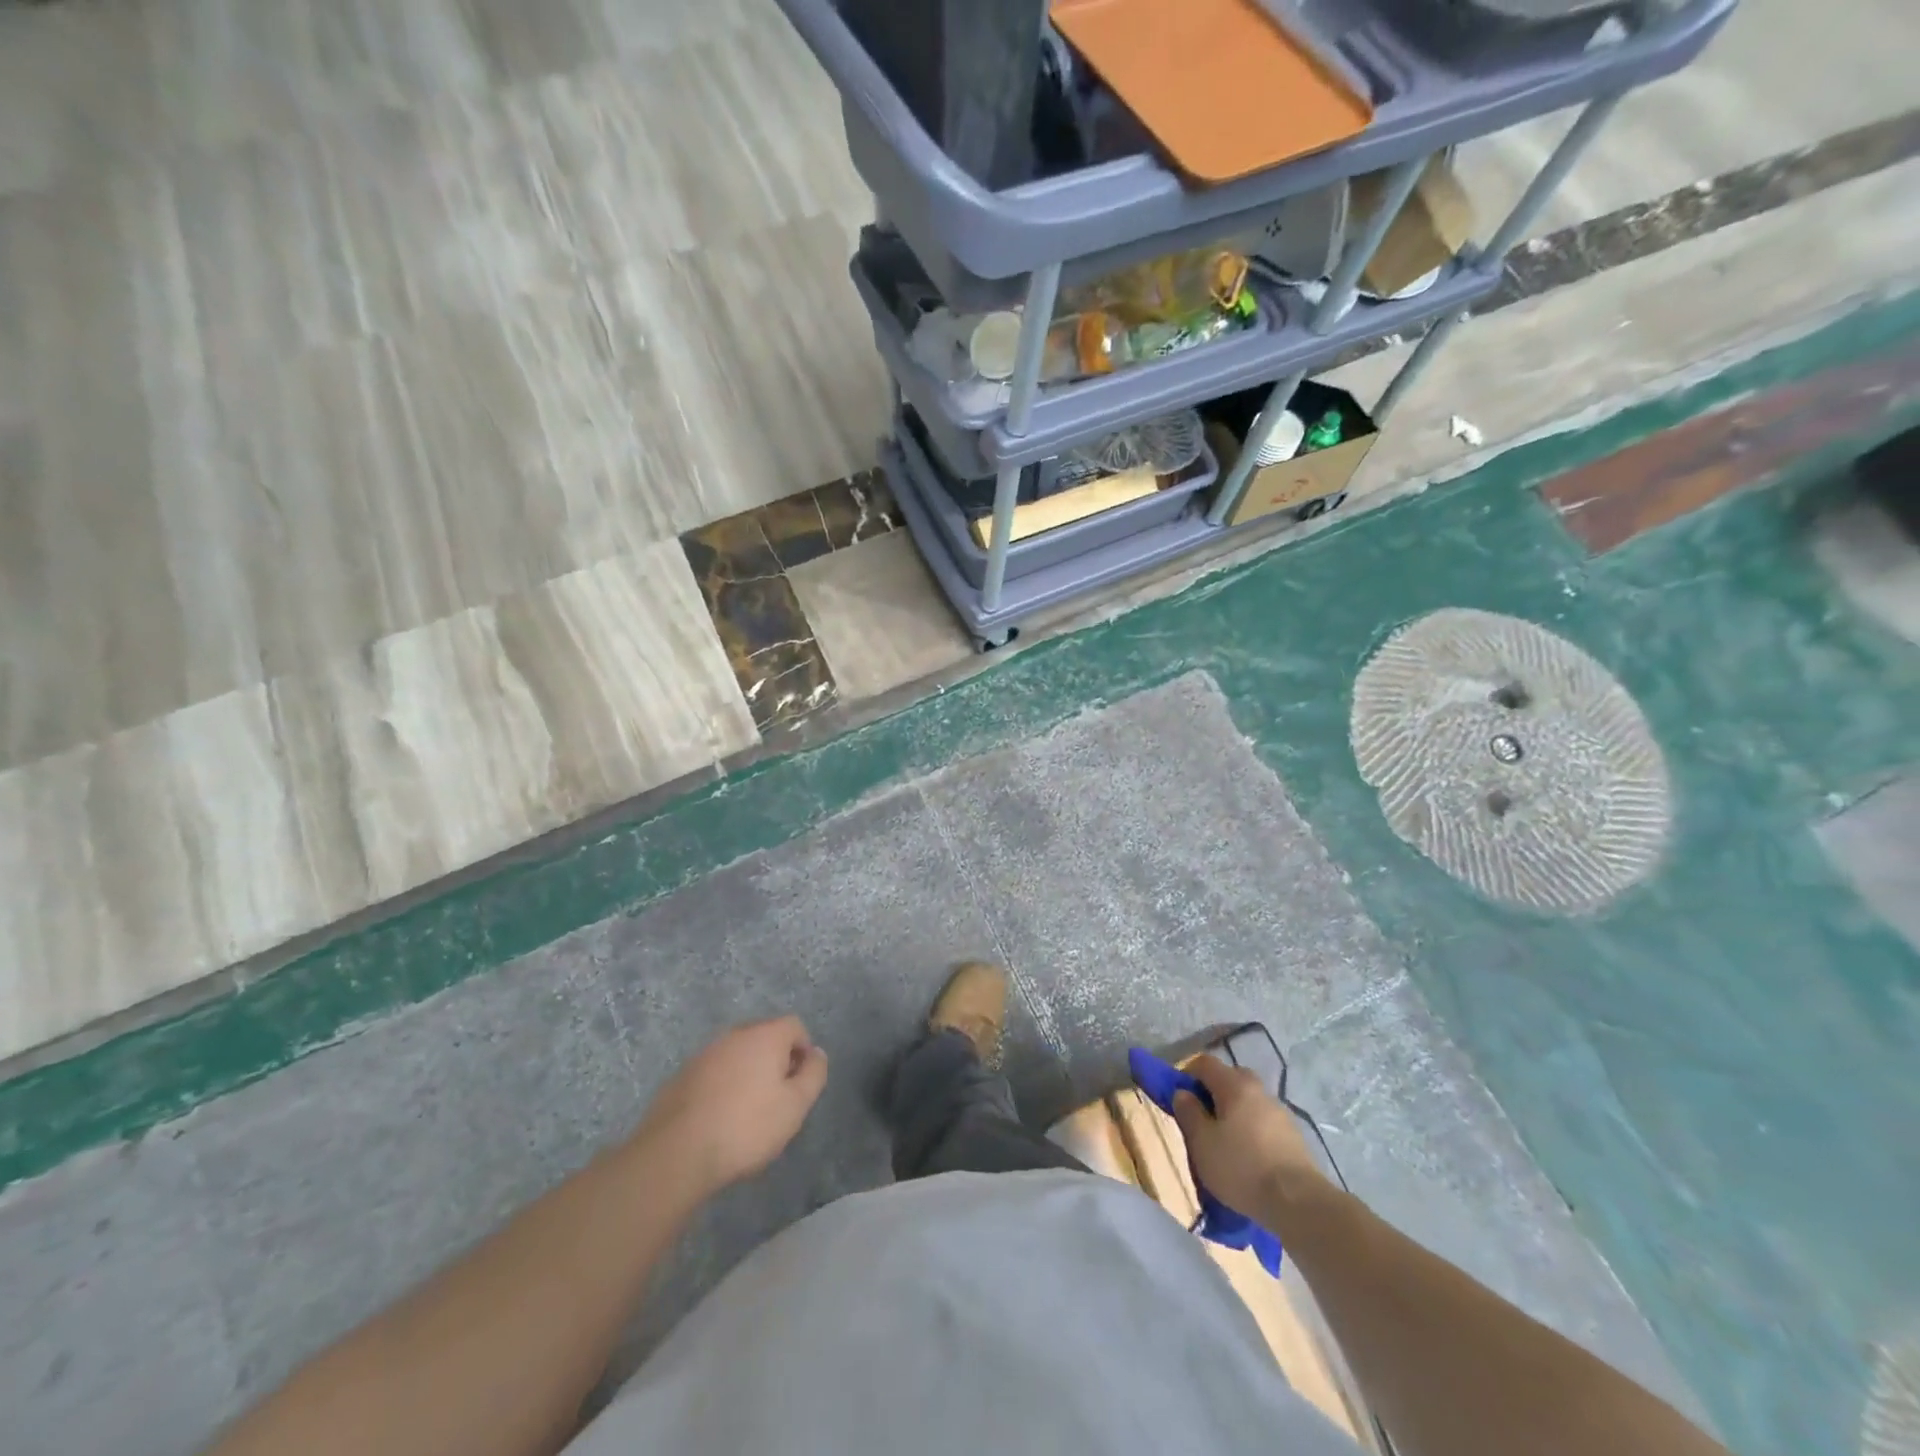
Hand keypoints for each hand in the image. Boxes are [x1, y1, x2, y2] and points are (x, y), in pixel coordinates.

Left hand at [634, 1017, 828, 1198]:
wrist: (676, 1152)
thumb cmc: (746, 1127)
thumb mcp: (795, 1105)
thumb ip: (814, 1074)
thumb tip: (817, 1054)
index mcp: (765, 1035)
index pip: (795, 1026)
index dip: (804, 1051)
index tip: (801, 1084)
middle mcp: (734, 1035)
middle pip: (765, 1037)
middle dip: (776, 1061)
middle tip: (778, 1099)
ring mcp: (704, 1053)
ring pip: (737, 1055)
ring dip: (748, 1074)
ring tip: (747, 1113)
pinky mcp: (682, 1076)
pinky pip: (714, 1073)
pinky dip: (723, 1087)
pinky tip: (719, 1119)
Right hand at [1170, 1054, 1328, 1215]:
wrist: (1298, 1203)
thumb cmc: (1241, 1167)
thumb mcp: (1202, 1143)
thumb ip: (1188, 1113)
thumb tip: (1182, 1093)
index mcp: (1234, 1085)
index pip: (1205, 1063)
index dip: (1187, 1074)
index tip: (1179, 1097)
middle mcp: (1259, 1090)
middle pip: (1231, 1078)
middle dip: (1213, 1092)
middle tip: (1203, 1118)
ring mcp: (1280, 1112)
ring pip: (1249, 1101)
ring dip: (1234, 1112)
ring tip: (1225, 1142)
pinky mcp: (1294, 1136)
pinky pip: (1264, 1122)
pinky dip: (1252, 1130)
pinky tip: (1249, 1156)